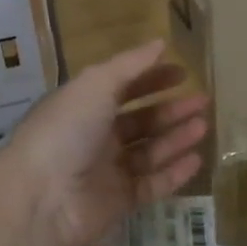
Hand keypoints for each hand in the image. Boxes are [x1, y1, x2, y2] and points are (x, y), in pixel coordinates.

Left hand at [4, 40, 210, 245]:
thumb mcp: (95, 85)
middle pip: (140, 121)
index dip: (150, 79)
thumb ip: (130, 64)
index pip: (122, 88)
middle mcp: (94, 137)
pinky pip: (152, 185)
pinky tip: (197, 159)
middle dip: (171, 110)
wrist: (43, 199)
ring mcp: (106, 171)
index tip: (182, 73)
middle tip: (203, 101)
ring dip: (176, 138)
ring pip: (149, 152)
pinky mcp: (118, 202)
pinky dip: (174, 173)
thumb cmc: (66, 131)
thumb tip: (160, 43)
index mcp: (82, 106)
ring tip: (203, 126)